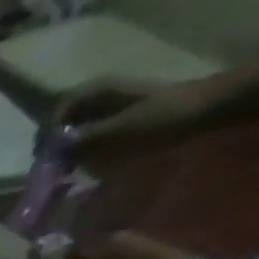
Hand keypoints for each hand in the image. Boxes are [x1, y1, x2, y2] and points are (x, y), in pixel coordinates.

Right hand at [53, 77, 213, 165]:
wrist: (211, 107)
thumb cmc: (163, 116)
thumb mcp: (117, 130)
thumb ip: (82, 141)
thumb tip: (52, 154)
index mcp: (98, 90)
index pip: (59, 108)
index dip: (49, 131)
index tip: (47, 154)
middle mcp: (103, 93)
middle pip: (68, 118)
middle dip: (59, 142)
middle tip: (57, 165)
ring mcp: (116, 104)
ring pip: (81, 126)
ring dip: (74, 147)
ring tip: (73, 167)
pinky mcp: (128, 116)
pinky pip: (97, 132)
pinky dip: (90, 147)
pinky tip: (93, 162)